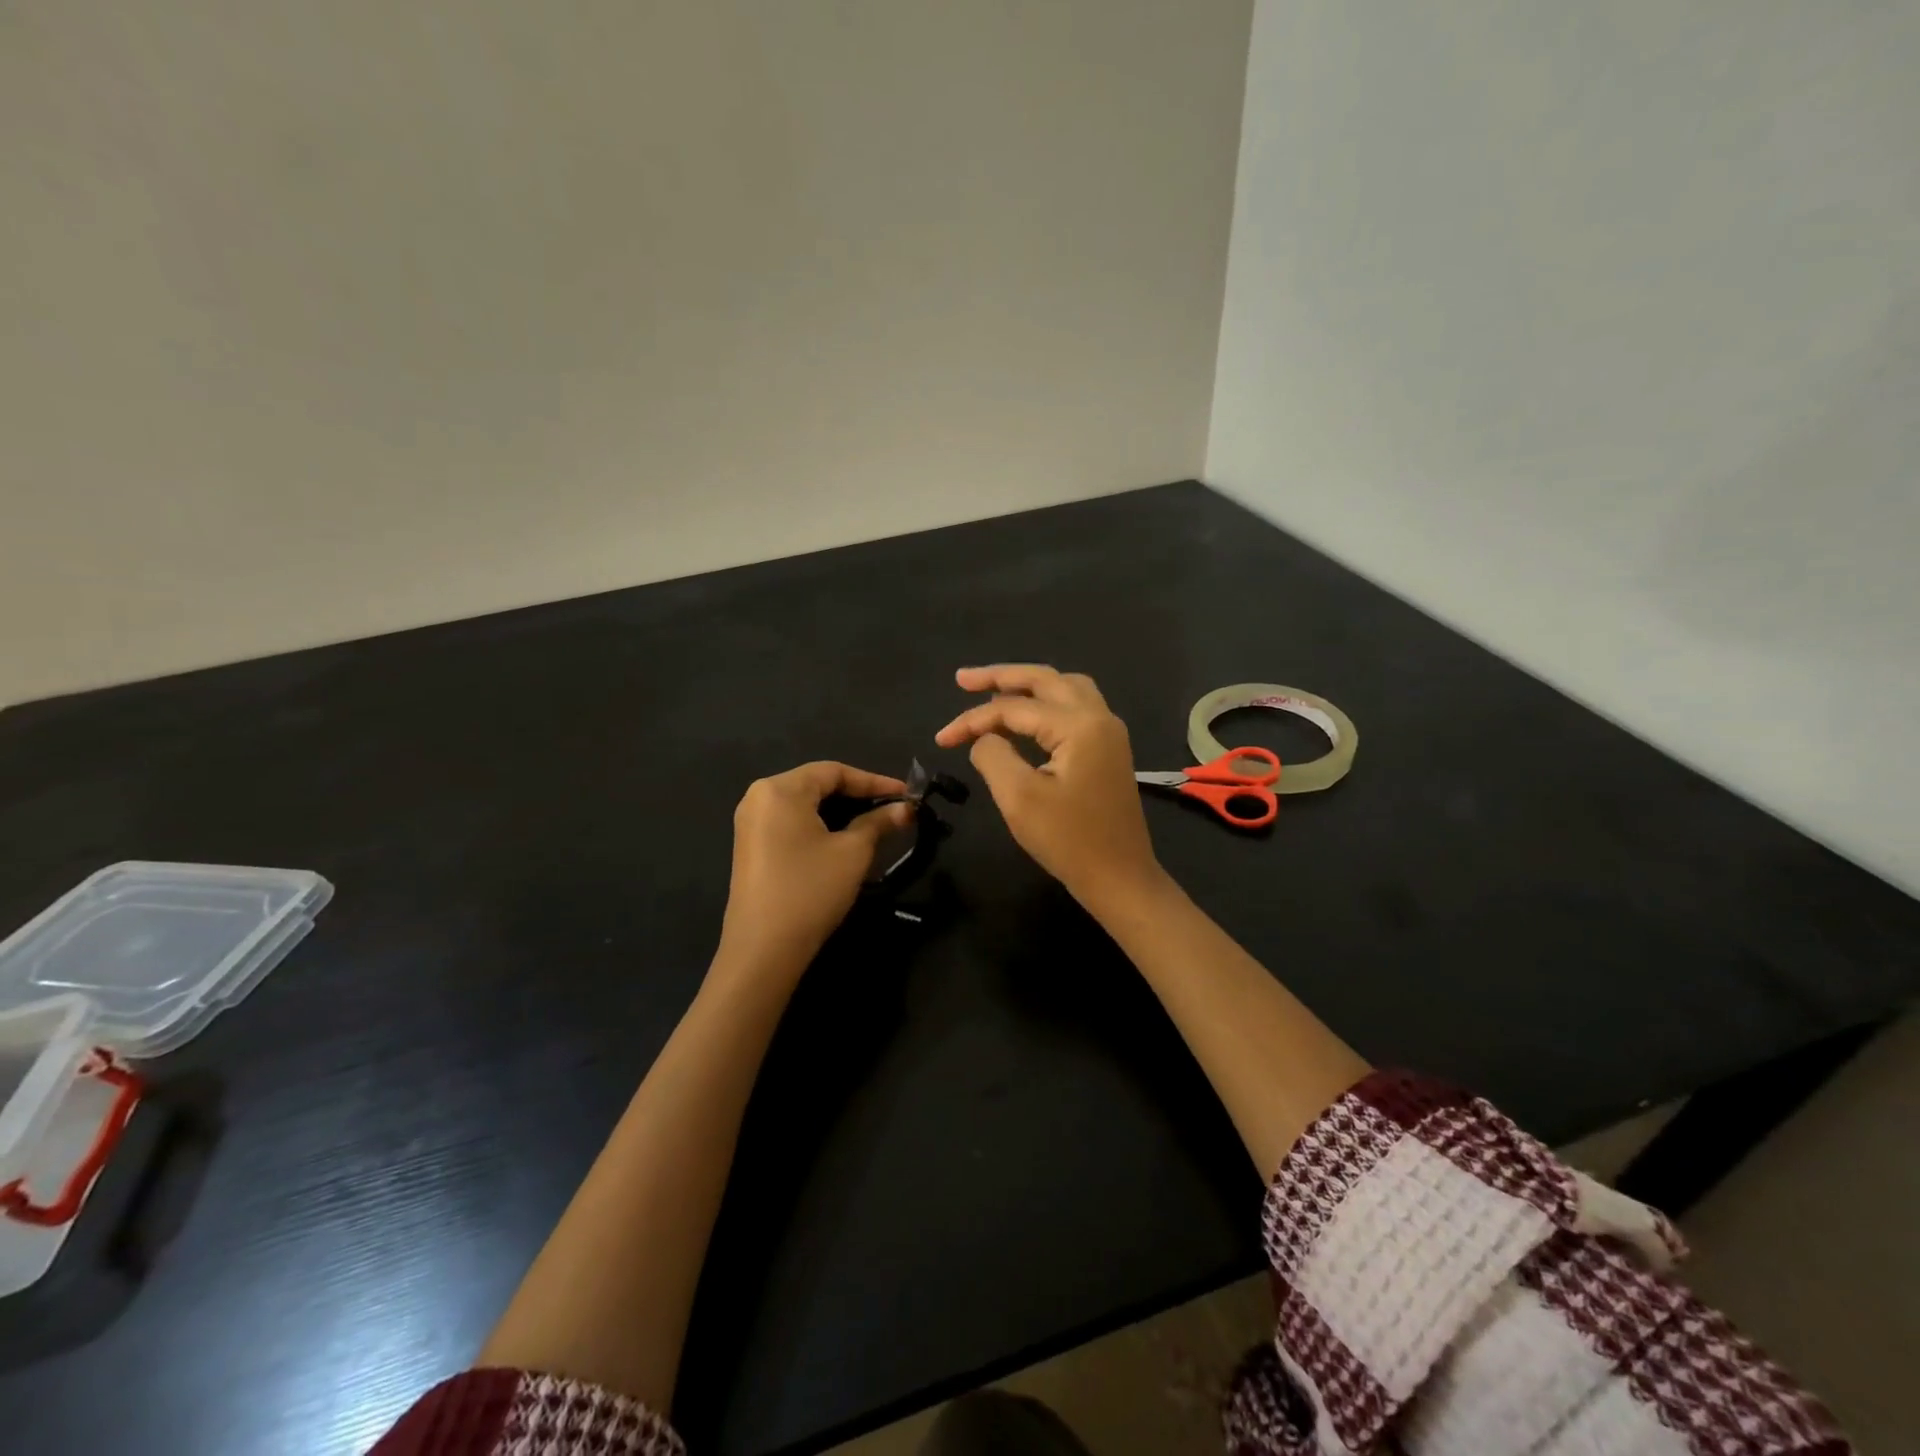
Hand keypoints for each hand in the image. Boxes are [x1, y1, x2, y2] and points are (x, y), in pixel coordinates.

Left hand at [718, 762, 911, 978]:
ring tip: (877, 823)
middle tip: (895, 809)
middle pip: (818, 784)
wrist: (763, 951)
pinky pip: (792, 822)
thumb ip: (879, 822)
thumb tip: (907, 809)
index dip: (875, 781)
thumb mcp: (853, 852)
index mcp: (780, 789)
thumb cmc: (810, 890)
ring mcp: (751, 823)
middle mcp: (759, 797)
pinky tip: (845, 839)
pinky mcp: (751, 847)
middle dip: (859, 795)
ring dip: (842, 811)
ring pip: (806, 804)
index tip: (908, 795)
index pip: (835, 771)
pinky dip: (821, 825)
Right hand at [935, 665, 1163, 909]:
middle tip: (962, 679)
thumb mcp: (1018, 798)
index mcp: (1079, 725)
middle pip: (1044, 679)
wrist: (1120, 877)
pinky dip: (1045, 703)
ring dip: (1027, 685)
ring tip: (991, 693)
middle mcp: (1099, 717)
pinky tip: (1024, 716)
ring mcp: (1108, 732)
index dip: (973, 719)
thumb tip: (984, 738)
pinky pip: (1075, 708)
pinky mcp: (1108, 749)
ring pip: (1064, 688)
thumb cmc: (1068, 840)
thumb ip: (992, 755)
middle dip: (1000, 676)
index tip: (942, 738)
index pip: (1015, 708)